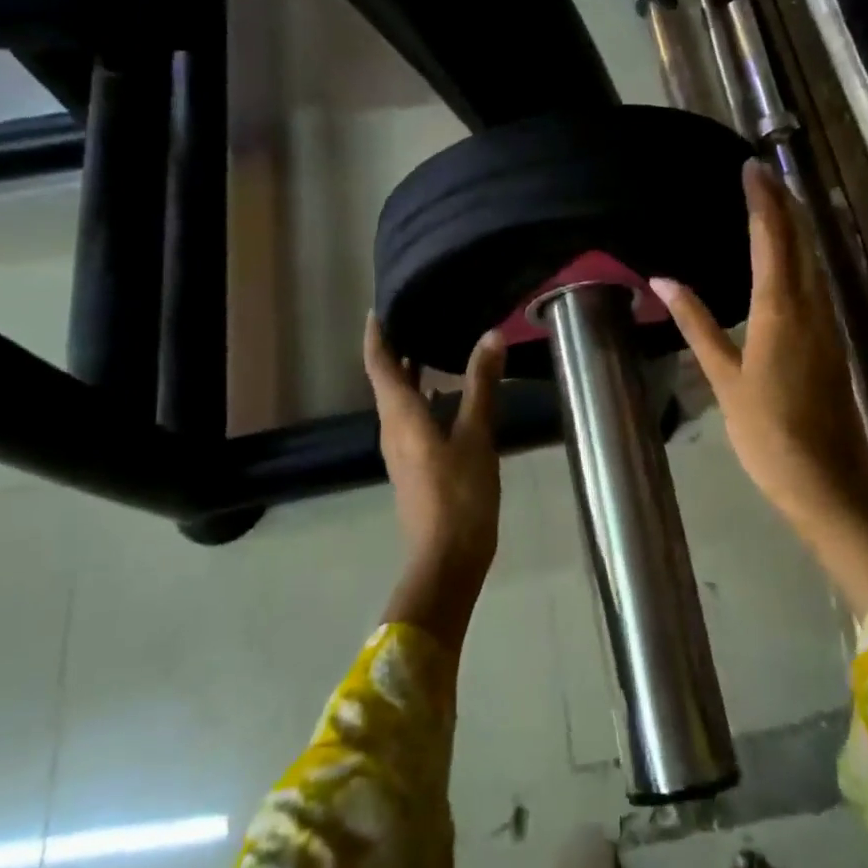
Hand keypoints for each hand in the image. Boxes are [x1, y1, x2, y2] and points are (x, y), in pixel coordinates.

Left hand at [364, 312, 506, 585]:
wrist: (447, 560)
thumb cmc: (459, 495)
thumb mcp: (476, 436)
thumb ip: (481, 385)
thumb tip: (490, 335)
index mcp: (400, 416)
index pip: (379, 364)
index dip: (377, 335)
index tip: (379, 308)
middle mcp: (393, 428)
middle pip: (386, 381)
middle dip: (394, 349)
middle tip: (415, 316)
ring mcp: (401, 450)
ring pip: (399, 401)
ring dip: (409, 373)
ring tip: (433, 345)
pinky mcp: (414, 465)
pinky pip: (411, 418)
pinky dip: (423, 396)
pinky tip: (448, 394)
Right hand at [652, 161, 867, 614]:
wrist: (827, 479)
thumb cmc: (767, 431)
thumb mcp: (724, 378)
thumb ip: (696, 324)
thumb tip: (662, 280)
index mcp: (780, 309)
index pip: (772, 238)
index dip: (762, 200)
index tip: (750, 168)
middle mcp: (811, 305)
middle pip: (801, 240)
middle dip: (783, 202)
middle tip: (762, 173)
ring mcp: (829, 322)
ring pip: (814, 258)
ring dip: (796, 225)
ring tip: (773, 201)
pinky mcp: (834, 339)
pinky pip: (817, 281)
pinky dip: (802, 255)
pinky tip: (790, 257)